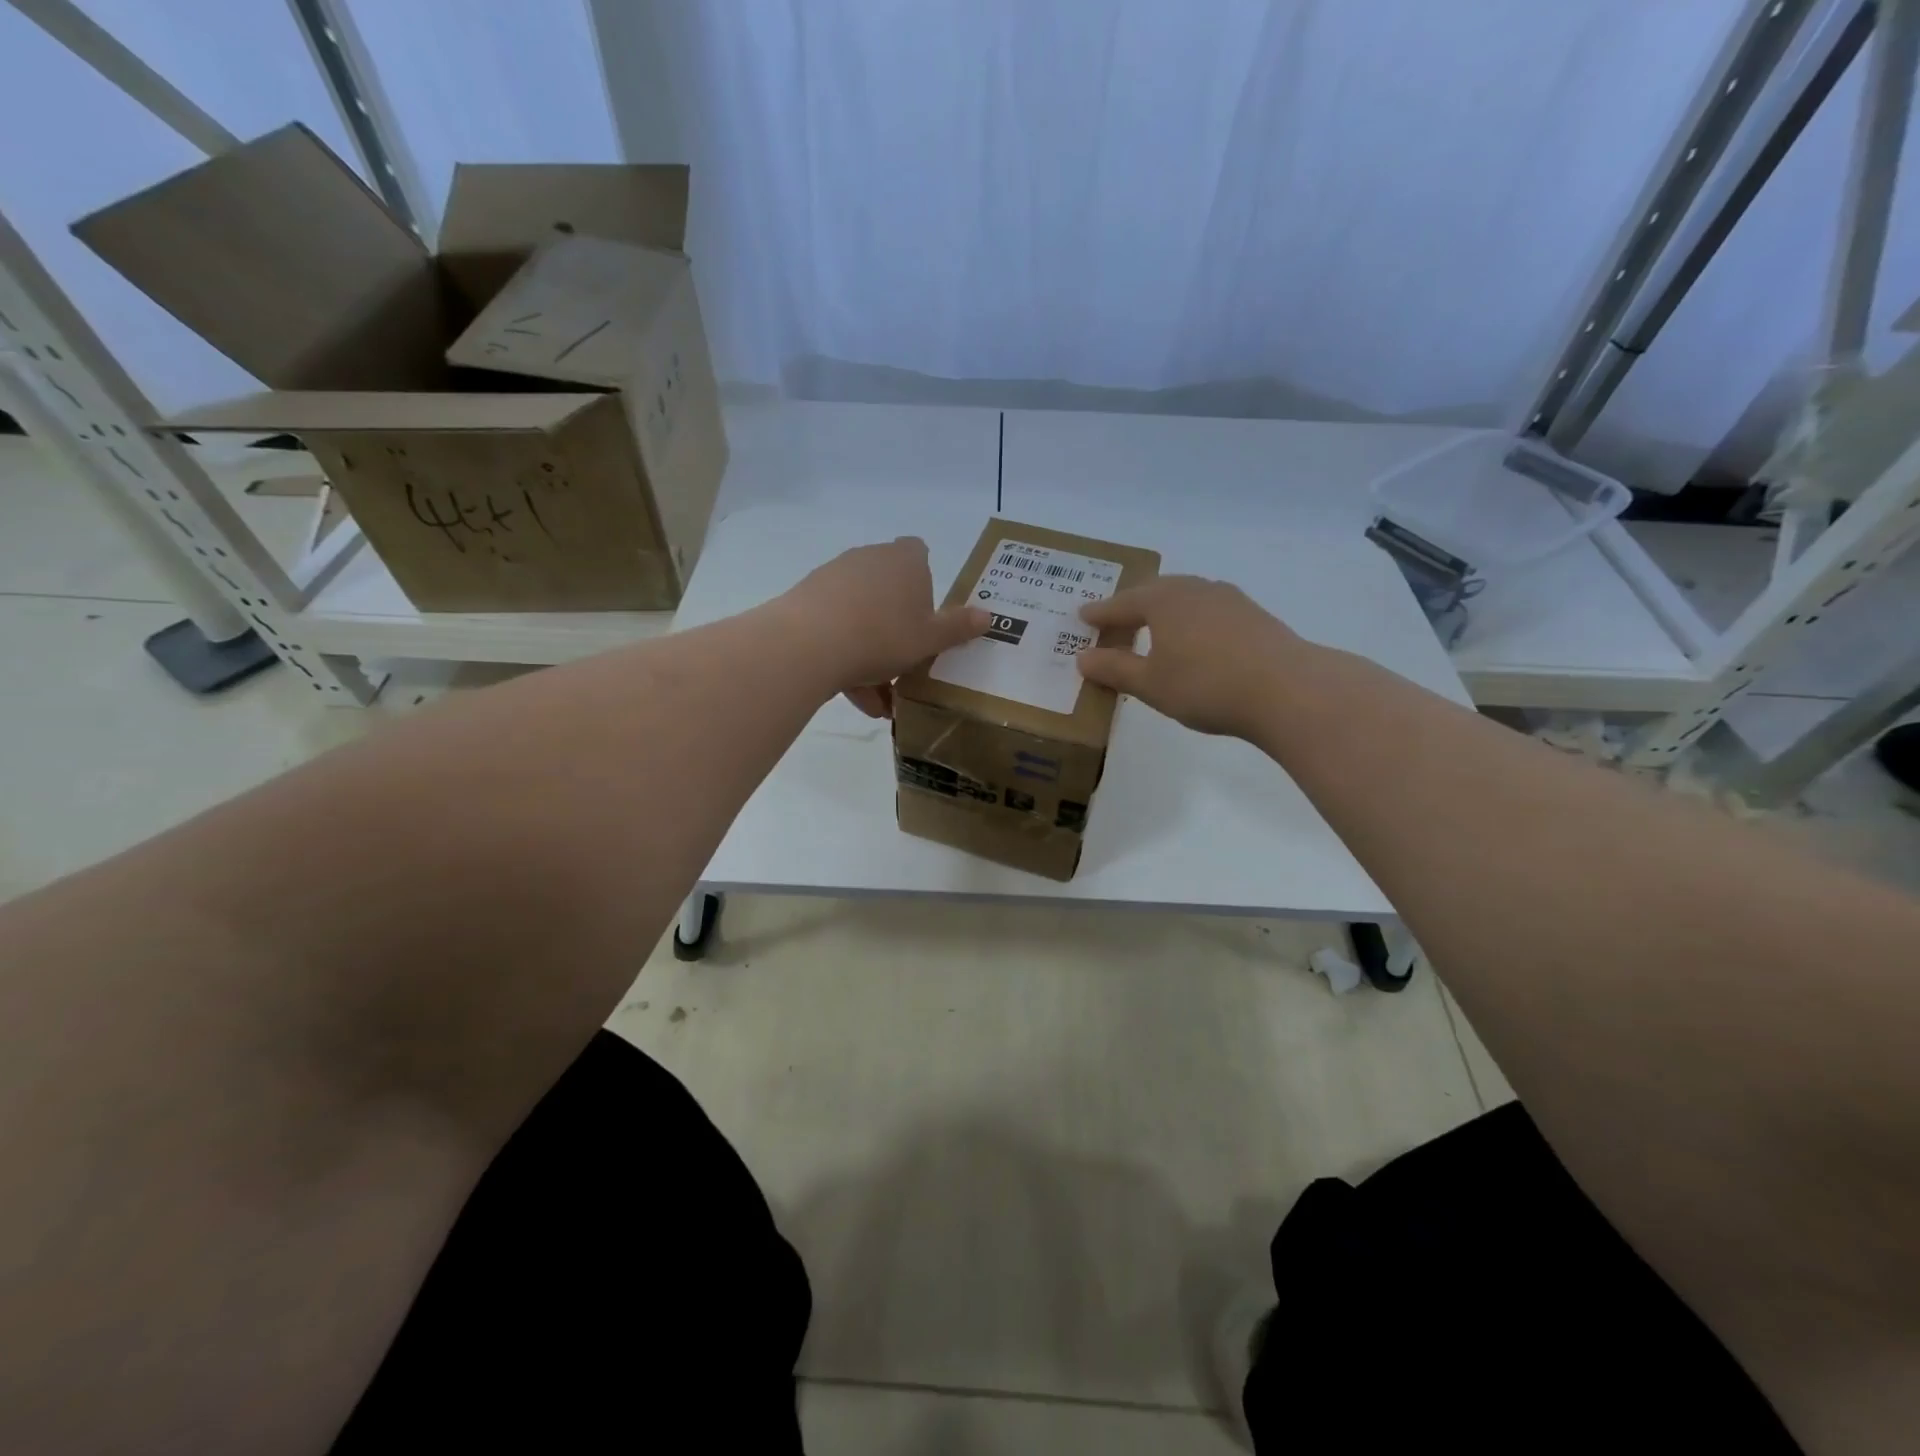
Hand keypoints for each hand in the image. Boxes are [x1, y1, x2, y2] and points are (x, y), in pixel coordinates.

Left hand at [775, 537, 988, 716]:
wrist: (809, 644)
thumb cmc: (883, 636)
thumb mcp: (930, 639)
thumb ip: (958, 628)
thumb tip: (988, 616)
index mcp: (905, 561)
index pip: (919, 553)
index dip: (924, 581)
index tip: (925, 615)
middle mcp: (869, 560)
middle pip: (889, 593)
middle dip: (897, 633)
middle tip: (905, 671)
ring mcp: (834, 577)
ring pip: (862, 618)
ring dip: (872, 657)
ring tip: (877, 702)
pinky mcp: (807, 600)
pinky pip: (835, 630)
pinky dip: (845, 659)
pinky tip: (853, 697)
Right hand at [1076, 575, 1305, 737]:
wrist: (1287, 690)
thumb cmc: (1206, 685)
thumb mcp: (1151, 684)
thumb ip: (1115, 669)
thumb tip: (1083, 658)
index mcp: (1164, 600)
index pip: (1122, 603)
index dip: (1101, 613)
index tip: (1083, 616)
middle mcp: (1195, 589)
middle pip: (1155, 592)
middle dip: (1133, 605)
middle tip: (1115, 619)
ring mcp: (1229, 599)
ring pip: (1185, 598)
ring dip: (1164, 611)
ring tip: (1153, 628)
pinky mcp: (1254, 616)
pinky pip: (1208, 610)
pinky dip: (1190, 621)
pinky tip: (1194, 640)